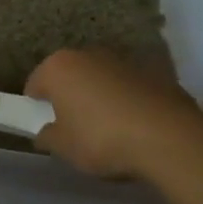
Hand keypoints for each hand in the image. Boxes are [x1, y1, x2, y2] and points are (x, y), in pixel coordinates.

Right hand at [27, 48, 202, 179]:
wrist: (168, 137)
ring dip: (99, 96)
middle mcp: (87, 55)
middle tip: (74, 127)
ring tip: (109, 129)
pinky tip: (136, 126)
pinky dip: (127, 101)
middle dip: (69, 97)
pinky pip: (128, 87)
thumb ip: (48, 137)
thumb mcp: (64, 148)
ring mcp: (122, 60)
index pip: (34, 84)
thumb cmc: (101, 139)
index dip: (36, 107)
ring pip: (100, 79)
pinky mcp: (152, 72)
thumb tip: (46, 132)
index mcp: (58, 67)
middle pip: (69, 76)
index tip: (45, 127)